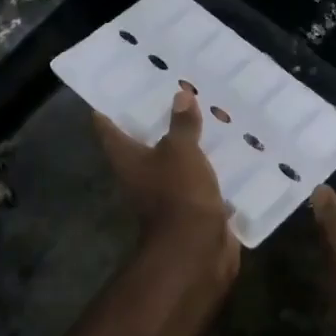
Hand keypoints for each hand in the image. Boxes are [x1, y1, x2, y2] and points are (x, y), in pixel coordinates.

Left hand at [95, 88, 239, 291]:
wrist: (196, 249)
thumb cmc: (178, 193)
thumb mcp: (181, 151)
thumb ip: (181, 124)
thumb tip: (180, 95)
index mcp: (127, 159)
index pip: (108, 128)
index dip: (109, 107)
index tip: (117, 86)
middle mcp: (140, 175)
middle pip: (142, 143)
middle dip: (156, 120)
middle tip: (172, 90)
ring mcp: (165, 193)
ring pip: (173, 160)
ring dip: (186, 142)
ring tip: (204, 113)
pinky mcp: (191, 206)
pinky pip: (198, 179)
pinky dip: (208, 166)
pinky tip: (226, 148)